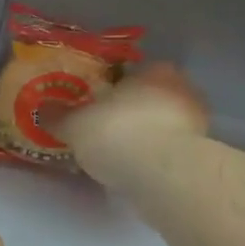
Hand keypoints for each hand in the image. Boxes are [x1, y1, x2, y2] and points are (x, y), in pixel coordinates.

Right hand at [56, 64, 209, 192]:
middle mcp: (182, 89)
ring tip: (119, 155)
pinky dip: (156, 158)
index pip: (133, 72)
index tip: (97, 105)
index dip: (113, 89)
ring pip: (164, 125)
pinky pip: (171, 150)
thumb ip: (59, 115)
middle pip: (151, 98)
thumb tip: (43, 109)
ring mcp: (197, 123)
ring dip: (146, 136)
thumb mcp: (75, 124)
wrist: (163, 175)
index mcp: (154, 70)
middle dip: (132, 112)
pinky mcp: (201, 155)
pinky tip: (137, 171)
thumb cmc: (118, 133)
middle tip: (106, 129)